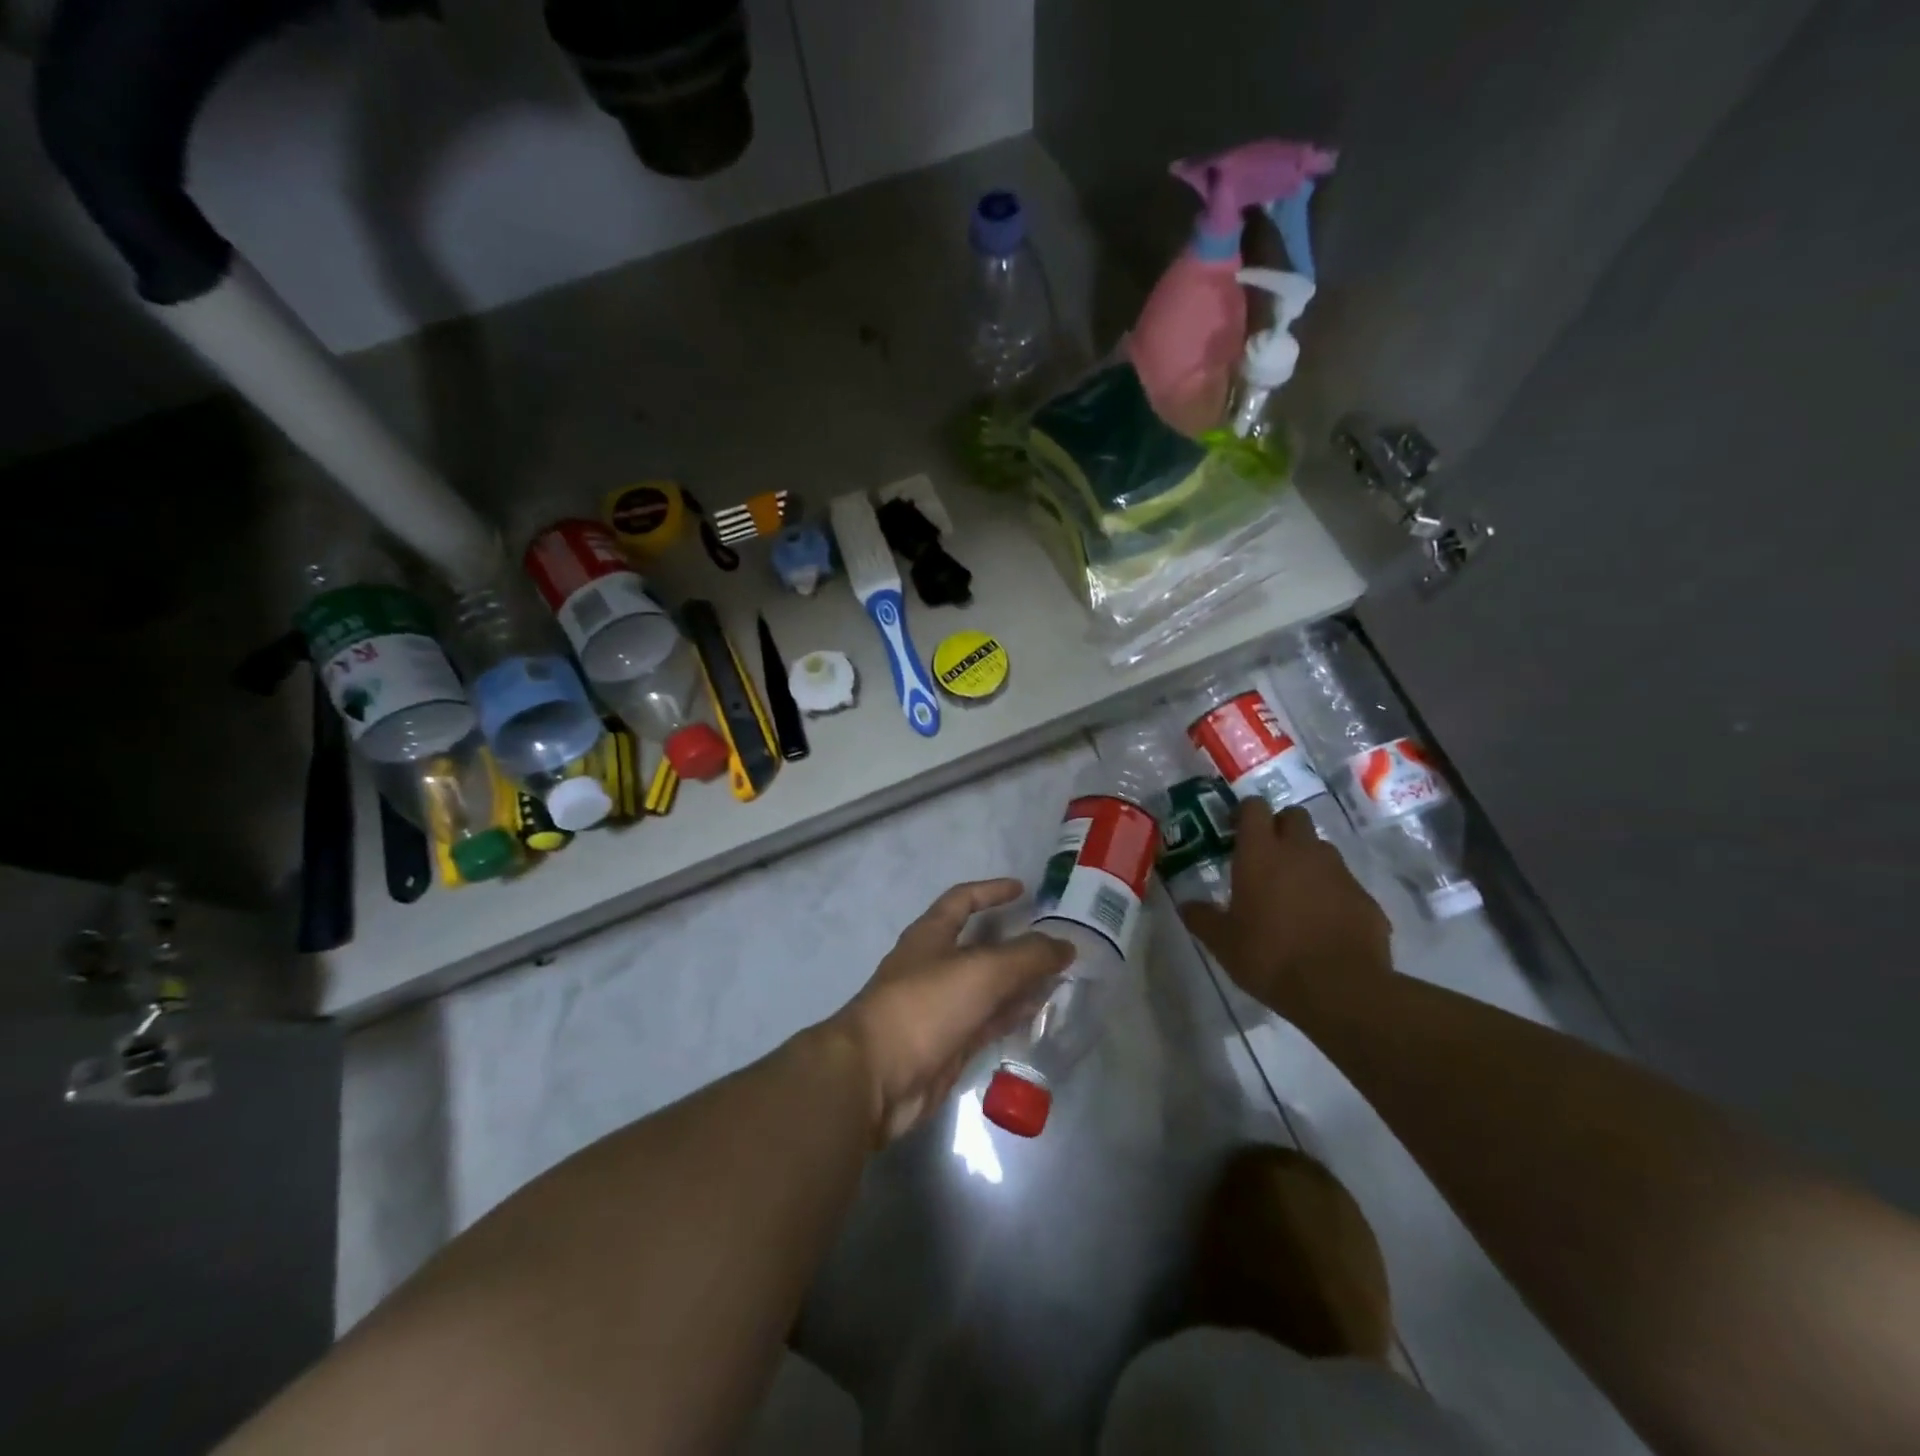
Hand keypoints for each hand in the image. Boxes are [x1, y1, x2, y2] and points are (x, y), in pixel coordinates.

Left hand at [829, 879, 1073, 1142]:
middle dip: (1015, 942)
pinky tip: (1038, 1013)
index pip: (962, 900)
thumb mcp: (982, 970)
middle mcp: (934, 966)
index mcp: (930, 935)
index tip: (1023, 889)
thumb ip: (1028, 956)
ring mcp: (940, 1007)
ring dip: (1019, 981)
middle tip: (1055, 943)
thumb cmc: (925, 1006)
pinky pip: (986, 1021)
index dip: (991, 891)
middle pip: (979, 946)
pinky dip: (1011, 1014)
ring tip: (1058, 978)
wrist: (877, 1077)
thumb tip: (1066, 945)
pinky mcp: (948, 1044)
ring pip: (987, 987)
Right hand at [1180, 802, 1392, 1019]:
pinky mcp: (1365, 898)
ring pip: (1321, 848)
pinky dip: (1331, 893)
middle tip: (1266, 855)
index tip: (1235, 831)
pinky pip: (1344, 884)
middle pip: (1294, 816)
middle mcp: (1301, 852)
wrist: (1341, 990)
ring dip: (1307, 859)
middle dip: (1281, 827)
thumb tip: (1186, 905)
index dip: (1245, 813)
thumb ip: (1202, 918)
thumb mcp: (1222, 943)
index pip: (1254, 807)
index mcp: (1261, 854)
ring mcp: (1338, 872)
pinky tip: (1323, 922)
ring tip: (1295, 892)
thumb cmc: (1270, 957)